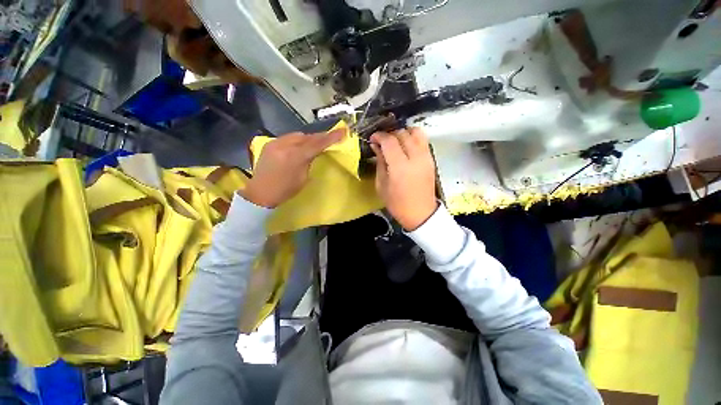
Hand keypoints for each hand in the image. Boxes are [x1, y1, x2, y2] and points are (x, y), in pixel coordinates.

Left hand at [241, 129, 344, 207]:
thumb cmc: (285, 191)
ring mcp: (275, 142)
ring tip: (315, 143)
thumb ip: (309, 162)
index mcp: (295, 157)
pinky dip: (297, 141)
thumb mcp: (303, 178)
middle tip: (330, 137)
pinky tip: (300, 146)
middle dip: (320, 137)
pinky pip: (288, 138)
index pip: (317, 144)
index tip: (342, 131)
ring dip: (308, 138)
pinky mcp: (269, 143)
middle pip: (307, 137)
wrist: (260, 193)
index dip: (331, 137)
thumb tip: (314, 153)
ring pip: (297, 135)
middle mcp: (285, 145)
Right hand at [370, 127, 437, 230]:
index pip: (389, 141)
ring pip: (415, 132)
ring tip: (395, 141)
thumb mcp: (381, 185)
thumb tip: (377, 146)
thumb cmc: (397, 203)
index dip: (379, 136)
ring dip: (403, 133)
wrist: (420, 213)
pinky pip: (423, 140)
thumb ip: (380, 163)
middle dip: (390, 134)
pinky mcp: (431, 159)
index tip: (373, 138)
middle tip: (382, 142)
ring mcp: (426, 157)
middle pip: (402, 134)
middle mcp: (415, 157)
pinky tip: (405, 146)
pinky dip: (413, 137)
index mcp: (400, 167)